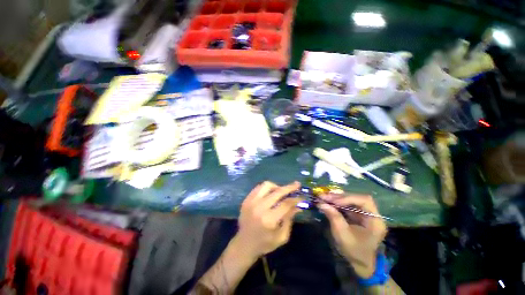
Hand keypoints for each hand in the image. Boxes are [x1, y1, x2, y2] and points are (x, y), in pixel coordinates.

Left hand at [235, 181, 301, 259]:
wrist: (244, 244)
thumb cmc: (265, 243)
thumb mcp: (281, 236)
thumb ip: (289, 219)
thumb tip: (298, 205)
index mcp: (269, 220)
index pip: (286, 204)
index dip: (295, 199)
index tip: (301, 196)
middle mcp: (259, 208)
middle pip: (277, 192)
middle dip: (289, 187)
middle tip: (297, 184)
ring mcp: (251, 202)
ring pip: (266, 185)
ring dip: (276, 186)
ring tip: (281, 191)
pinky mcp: (246, 200)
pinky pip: (258, 187)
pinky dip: (267, 188)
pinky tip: (271, 192)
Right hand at [318, 194, 386, 277]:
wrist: (360, 263)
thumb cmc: (354, 250)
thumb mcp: (342, 235)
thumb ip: (333, 217)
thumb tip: (321, 203)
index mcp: (375, 221)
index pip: (364, 201)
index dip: (348, 198)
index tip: (333, 202)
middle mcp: (372, 214)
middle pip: (356, 198)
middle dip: (339, 197)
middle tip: (323, 196)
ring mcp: (365, 214)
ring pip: (351, 200)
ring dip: (336, 198)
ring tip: (324, 197)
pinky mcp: (358, 215)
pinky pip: (348, 205)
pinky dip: (337, 203)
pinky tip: (328, 202)